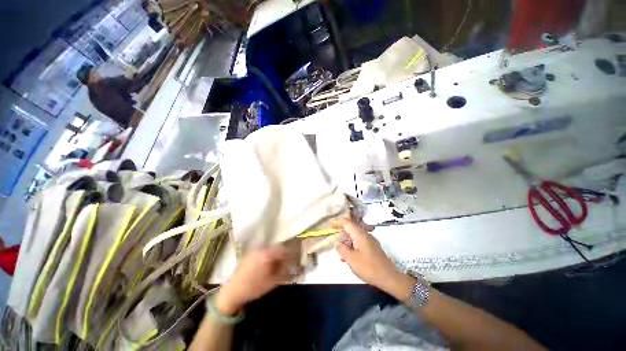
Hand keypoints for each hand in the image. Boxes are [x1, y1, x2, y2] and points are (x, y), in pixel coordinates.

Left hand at [215, 246, 295, 314]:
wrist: (233, 291)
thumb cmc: (253, 288)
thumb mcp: (272, 281)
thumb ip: (284, 271)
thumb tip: (291, 264)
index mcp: (267, 254)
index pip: (283, 249)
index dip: (290, 253)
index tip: (294, 259)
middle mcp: (261, 248)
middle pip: (276, 248)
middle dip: (282, 255)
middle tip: (285, 264)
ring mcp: (254, 250)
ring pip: (270, 249)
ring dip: (275, 255)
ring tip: (276, 265)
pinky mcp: (249, 253)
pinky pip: (263, 251)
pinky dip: (268, 255)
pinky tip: (267, 265)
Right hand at [333, 218, 413, 299]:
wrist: (390, 278)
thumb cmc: (369, 268)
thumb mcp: (351, 259)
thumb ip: (342, 249)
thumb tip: (338, 243)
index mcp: (360, 235)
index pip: (347, 223)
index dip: (338, 222)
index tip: (330, 224)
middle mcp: (365, 235)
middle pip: (351, 228)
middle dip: (342, 231)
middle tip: (334, 237)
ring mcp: (370, 241)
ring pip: (355, 236)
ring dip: (347, 241)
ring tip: (341, 254)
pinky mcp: (373, 248)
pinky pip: (360, 242)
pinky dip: (352, 246)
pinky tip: (349, 257)